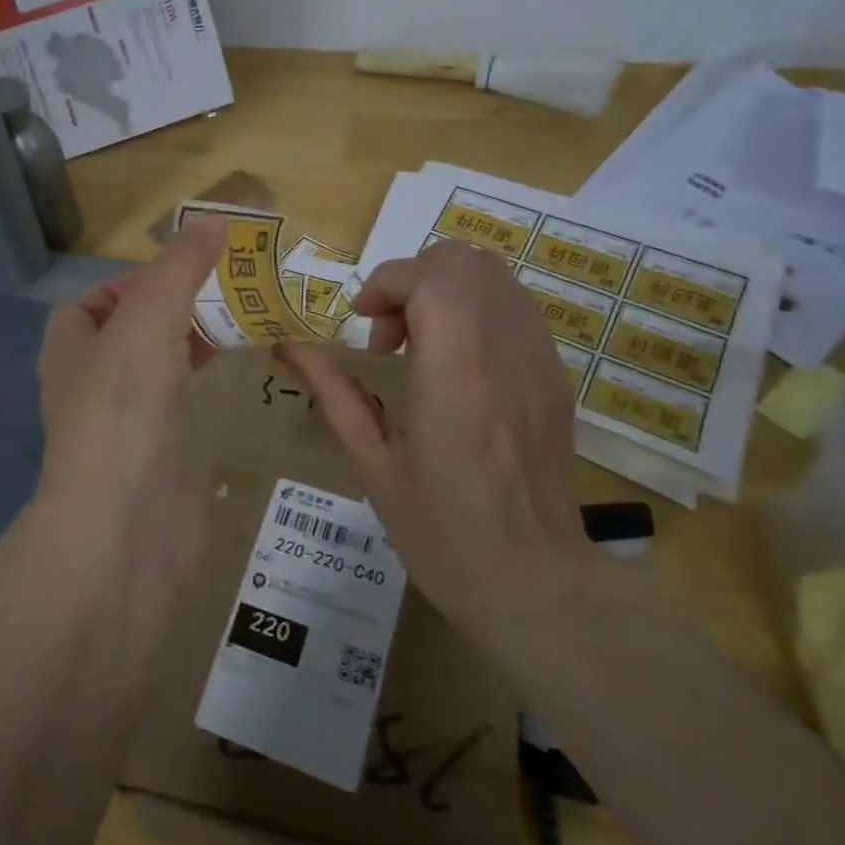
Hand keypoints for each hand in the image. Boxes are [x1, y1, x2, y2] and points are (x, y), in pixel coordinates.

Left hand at [33, 217, 225, 562]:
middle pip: (135, 329)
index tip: (187, 268)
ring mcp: (127, 421)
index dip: (136, 279)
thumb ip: (179, 269)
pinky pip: (184, 401)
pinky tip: (241, 370)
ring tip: (247, 319)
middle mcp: (92, 382)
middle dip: (178, 306)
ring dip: (196, 341)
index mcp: (70, 346)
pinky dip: (207, 380)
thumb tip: (215, 218)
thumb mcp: (147, 319)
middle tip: (232, 288)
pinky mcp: (160, 453)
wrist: (125, 523)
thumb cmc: (122, 408)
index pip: (95, 300)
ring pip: (162, 365)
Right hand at [277, 241, 590, 629]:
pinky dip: (475, 310)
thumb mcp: (372, 465)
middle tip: (389, 337)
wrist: (535, 583)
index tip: (363, 324)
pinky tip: (457, 365)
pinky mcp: (556, 374)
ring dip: (444, 291)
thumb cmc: (441, 534)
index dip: (387, 283)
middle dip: (413, 279)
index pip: (431, 278)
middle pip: (465, 260)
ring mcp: (540, 360)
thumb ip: (333, 393)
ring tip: (421, 348)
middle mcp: (505, 353)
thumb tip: (287, 346)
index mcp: (455, 377)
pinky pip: (515, 306)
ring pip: (495, 275)